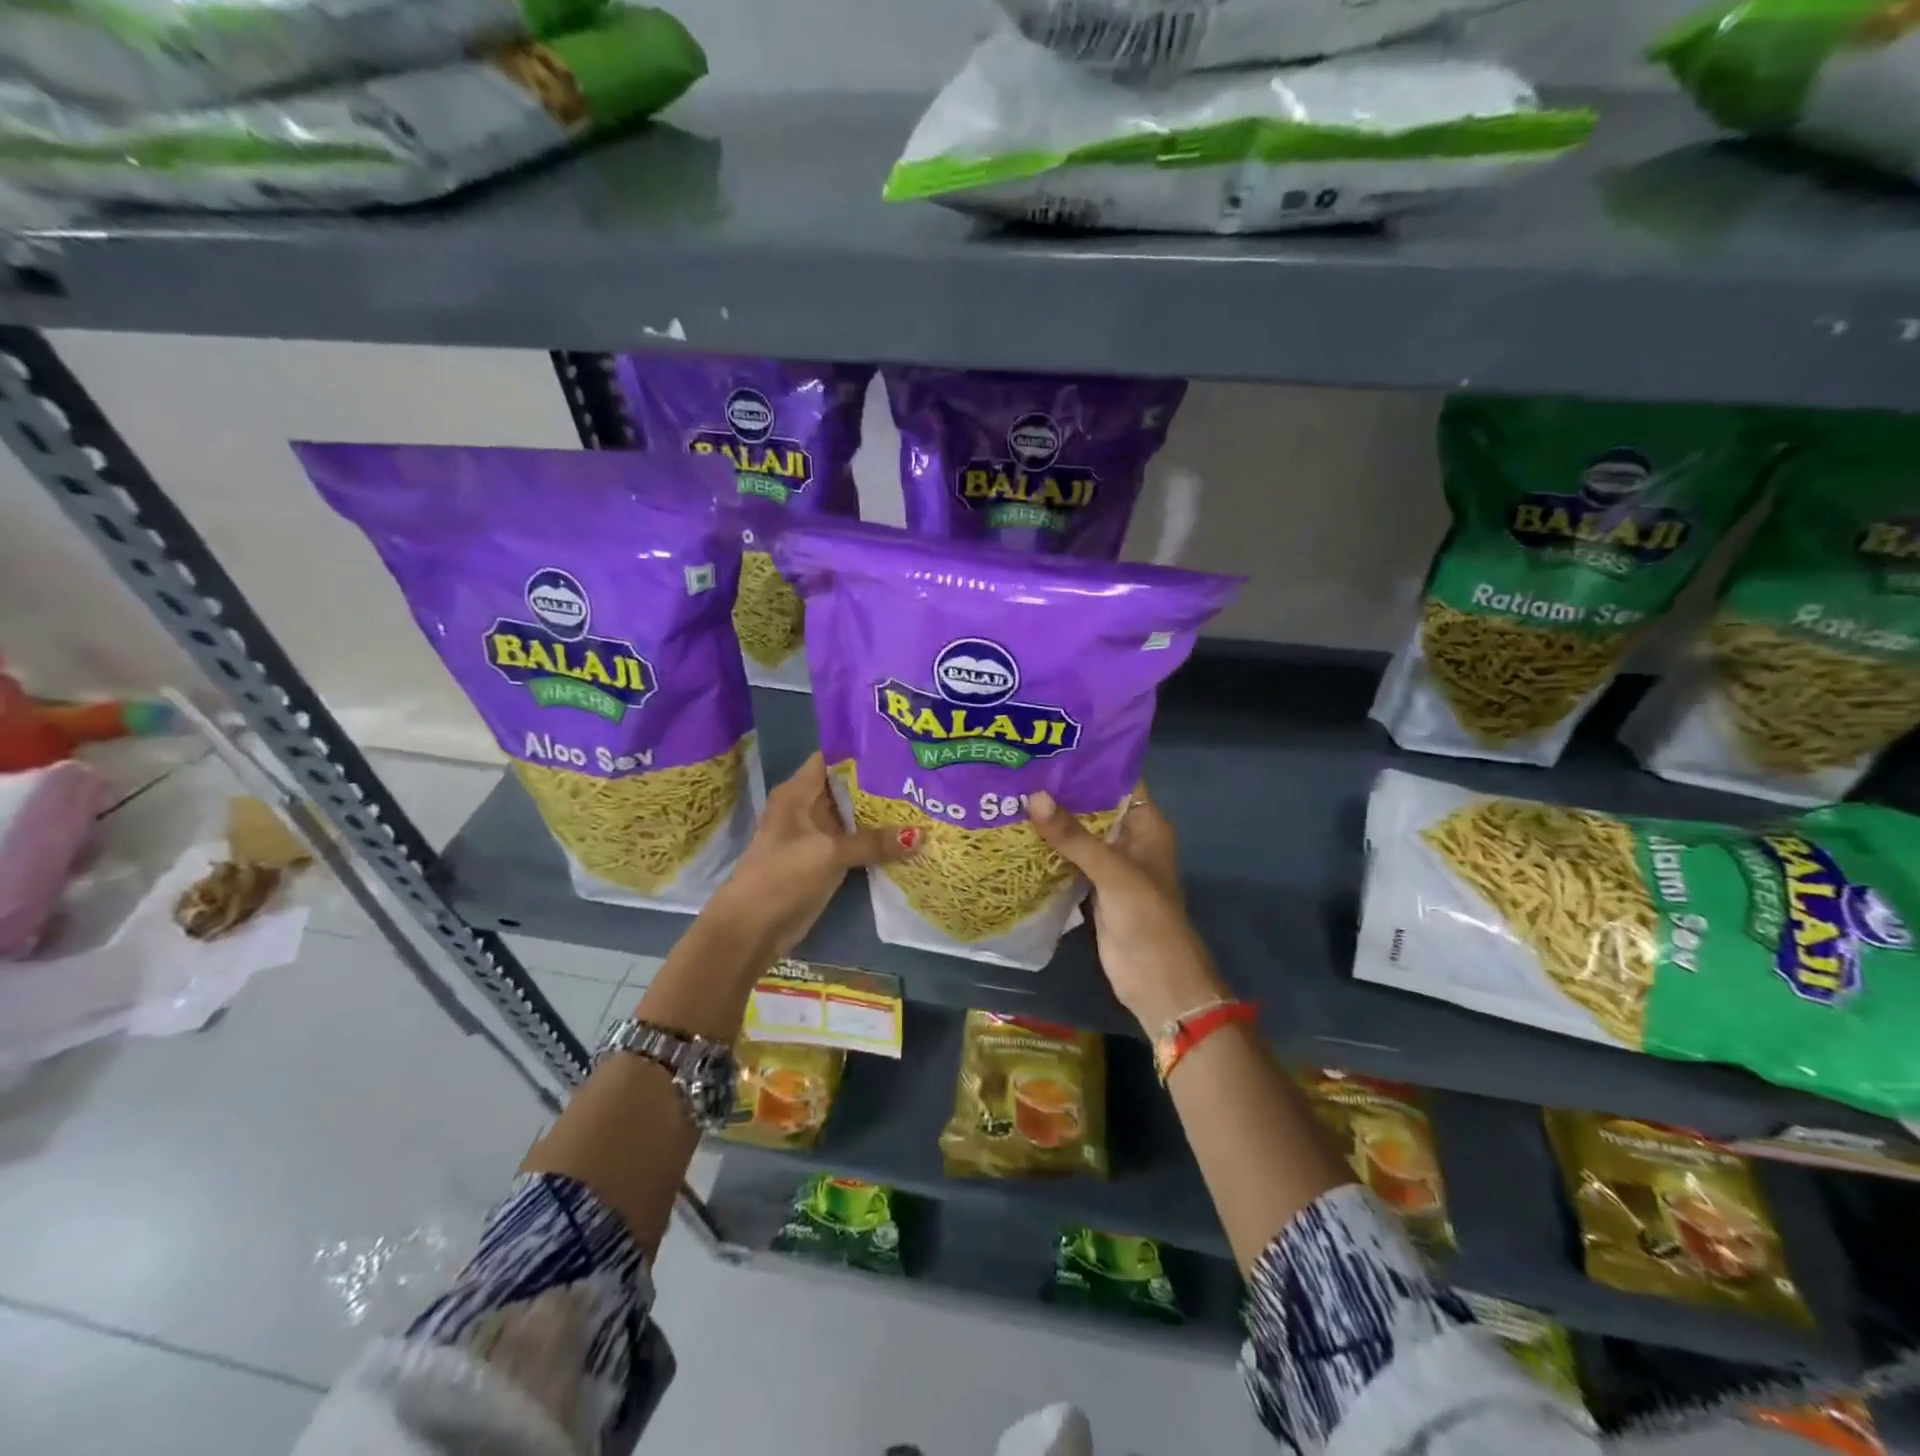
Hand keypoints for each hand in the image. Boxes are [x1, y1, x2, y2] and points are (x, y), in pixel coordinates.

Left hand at [707, 752, 919, 959]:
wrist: (753, 928)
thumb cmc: (783, 876)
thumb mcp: (829, 853)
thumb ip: (874, 842)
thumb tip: (923, 835)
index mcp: (798, 793)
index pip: (832, 758)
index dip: (863, 751)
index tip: (899, 748)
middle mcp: (808, 808)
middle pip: (848, 787)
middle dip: (881, 783)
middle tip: (922, 775)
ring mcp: (817, 836)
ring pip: (855, 817)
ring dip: (883, 814)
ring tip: (924, 801)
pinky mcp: (825, 861)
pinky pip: (856, 843)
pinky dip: (878, 840)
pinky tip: (909, 836)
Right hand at [1028, 786, 1225, 1033]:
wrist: (1156, 980)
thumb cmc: (1146, 917)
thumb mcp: (1112, 870)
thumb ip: (1073, 836)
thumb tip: (1033, 796)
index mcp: (1146, 824)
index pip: (1118, 780)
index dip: (1089, 762)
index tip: (1050, 744)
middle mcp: (1129, 838)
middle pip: (1093, 805)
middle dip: (1061, 790)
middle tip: (1019, 766)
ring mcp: (1110, 864)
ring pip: (1078, 833)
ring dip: (1051, 819)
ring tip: (1011, 792)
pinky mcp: (1093, 888)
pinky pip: (1068, 860)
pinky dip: (1048, 849)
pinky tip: (1017, 834)